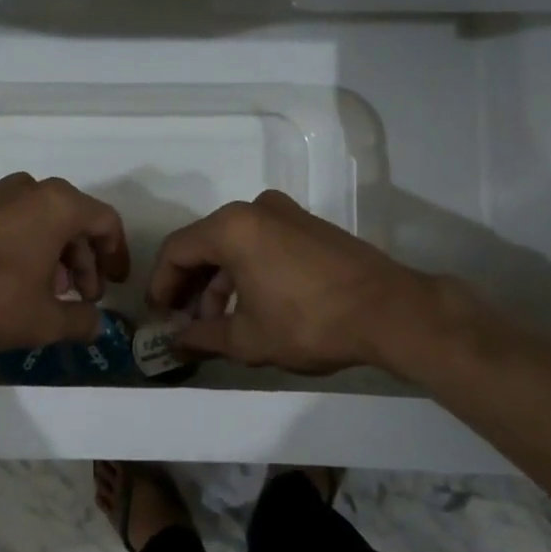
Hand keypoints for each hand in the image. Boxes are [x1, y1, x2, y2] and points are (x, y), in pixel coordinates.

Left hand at [0, 174, 130, 350]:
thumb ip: (80, 322)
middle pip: (73, 220)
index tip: (116, 283)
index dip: (116, 254)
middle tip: (82, 296)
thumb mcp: (44, 320)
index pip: (105, 221)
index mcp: (58, 205)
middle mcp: (30, 189)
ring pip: (40, 221)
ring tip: (49, 293)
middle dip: (83, 260)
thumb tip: (97, 326)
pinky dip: (24, 247)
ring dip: (54, 255)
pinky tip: (14, 281)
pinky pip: (11, 222)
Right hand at [146, 190, 432, 373]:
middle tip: (184, 320)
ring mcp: (287, 213)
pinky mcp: (310, 225)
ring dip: (219, 280)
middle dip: (190, 284)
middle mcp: (255, 209)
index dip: (161, 284)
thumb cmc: (309, 322)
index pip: (177, 250)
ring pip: (234, 243)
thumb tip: (177, 342)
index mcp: (232, 227)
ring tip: (218, 321)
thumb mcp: (248, 339)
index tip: (159, 315)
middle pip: (205, 243)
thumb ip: (203, 337)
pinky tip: (250, 304)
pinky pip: (262, 242)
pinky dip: (246, 269)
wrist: (391, 311)